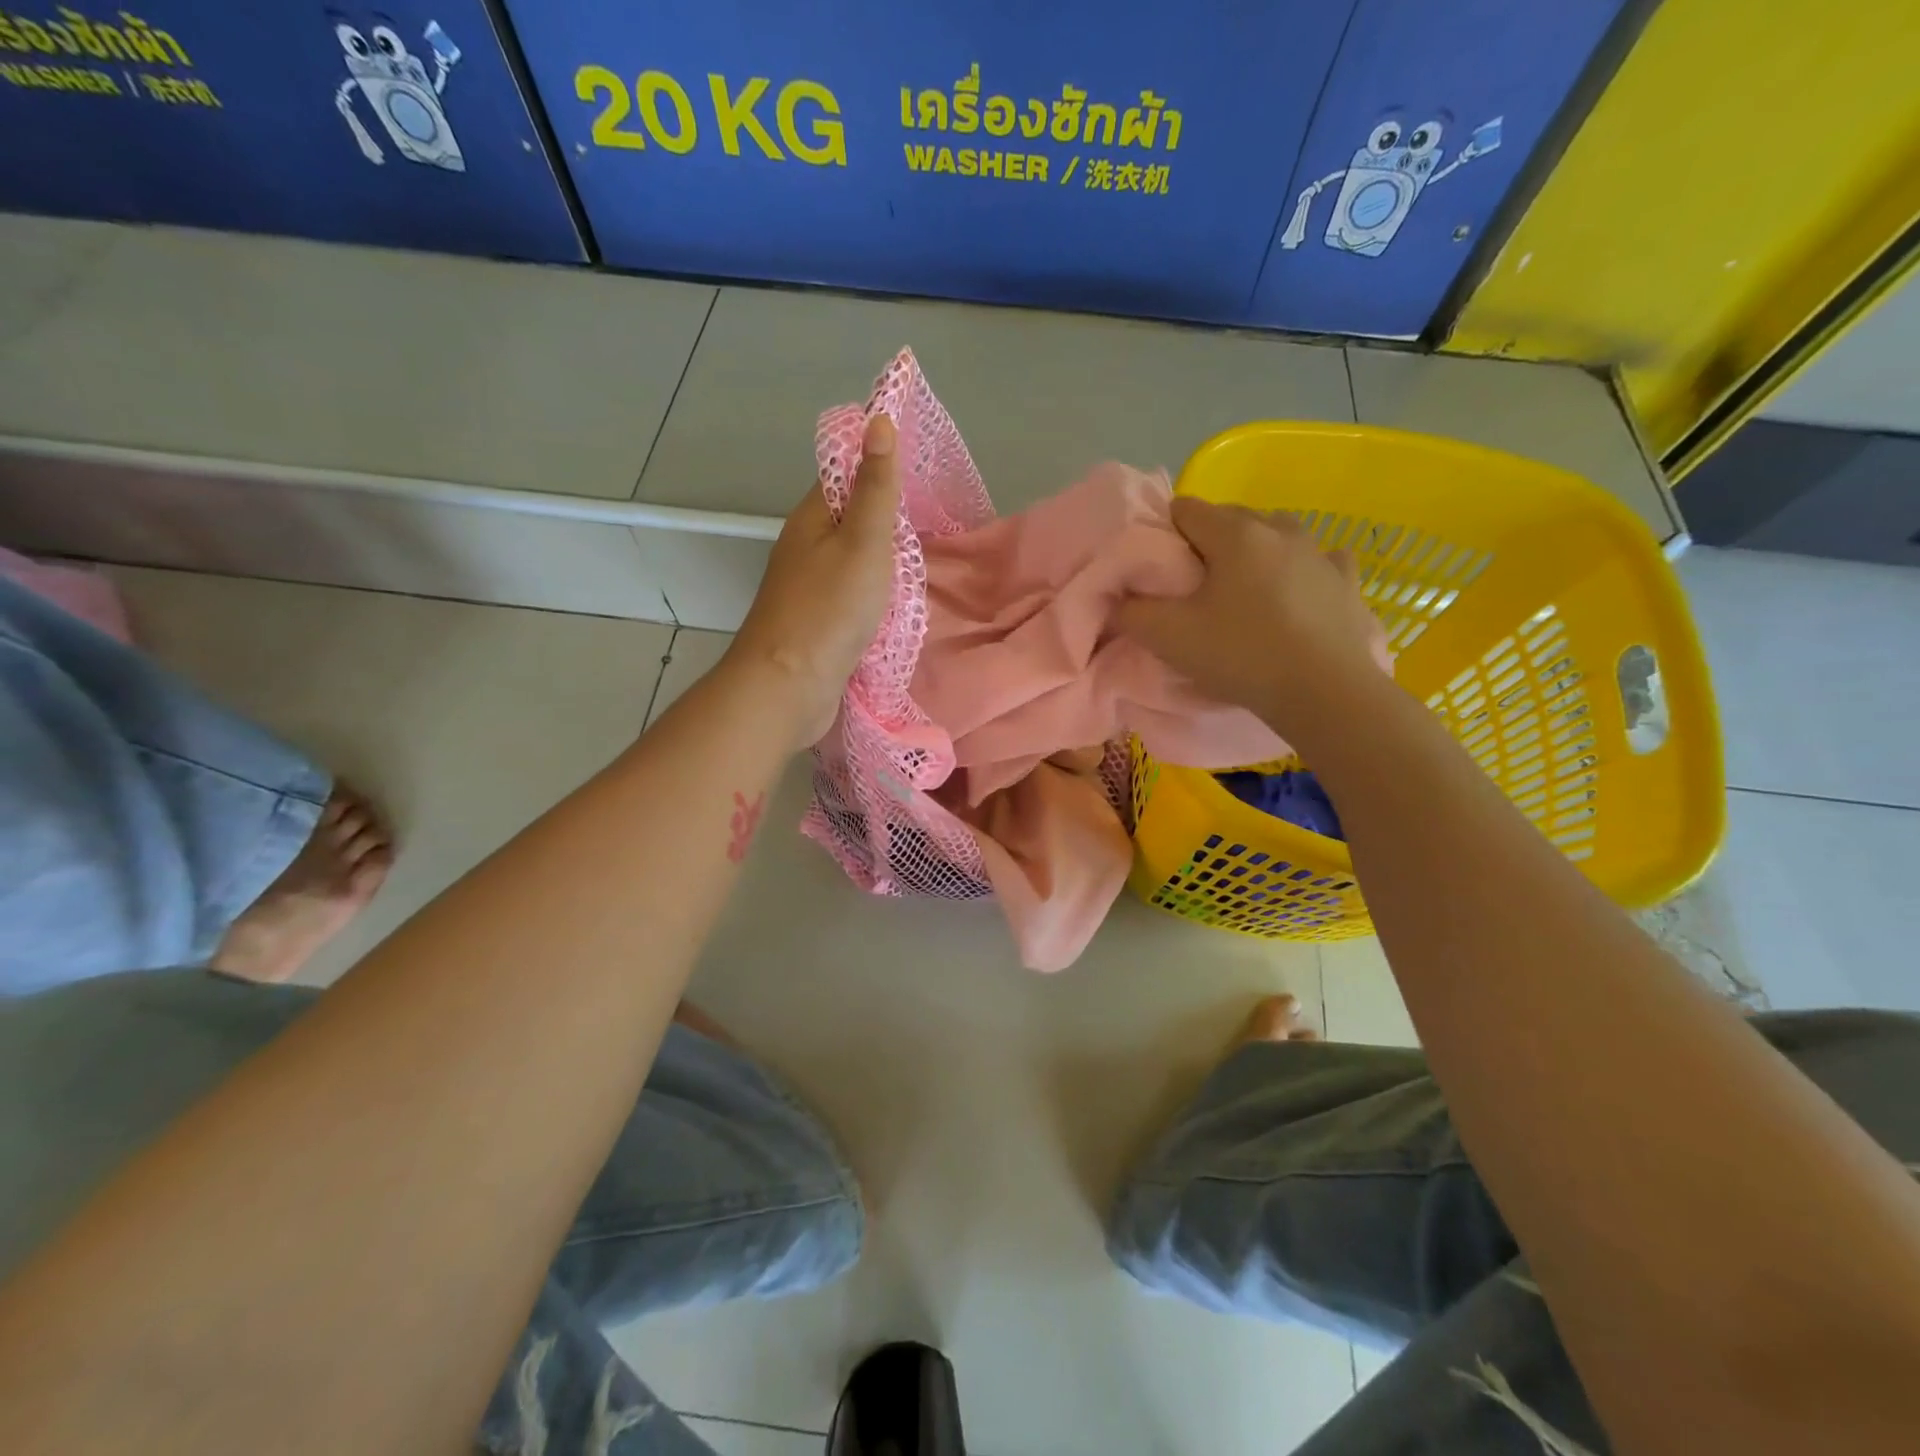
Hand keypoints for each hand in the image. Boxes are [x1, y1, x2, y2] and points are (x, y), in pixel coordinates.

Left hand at [728, 415, 901, 748]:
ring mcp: (810, 587)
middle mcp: (806, 546)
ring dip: (886, 558)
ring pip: (854, 559)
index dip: (879, 465)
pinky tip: (901, 602)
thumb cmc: (829, 609)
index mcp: (812, 518)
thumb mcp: (863, 541)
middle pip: (851, 518)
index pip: (844, 474)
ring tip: (927, 559)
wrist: (788, 687)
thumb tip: (878, 418)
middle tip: (936, 520)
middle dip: (890, 516)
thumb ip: (875, 487)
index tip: (923, 472)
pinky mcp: (818, 622)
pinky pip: (853, 594)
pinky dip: (878, 593)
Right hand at [1119, 498, 1392, 742]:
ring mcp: (1319, 551)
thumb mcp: (1167, 637)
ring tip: (1245, 594)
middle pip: (1229, 518)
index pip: (1184, 509)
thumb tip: (1118, 596)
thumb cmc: (1240, 655)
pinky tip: (1297, 595)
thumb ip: (1130, 610)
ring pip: (1275, 535)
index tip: (1160, 574)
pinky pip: (1320, 560)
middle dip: (1207, 544)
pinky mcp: (1346, 580)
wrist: (1324, 691)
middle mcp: (1278, 528)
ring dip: (1255, 553)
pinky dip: (1303, 571)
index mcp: (1233, 533)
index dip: (1164, 536)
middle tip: (1195, 590)